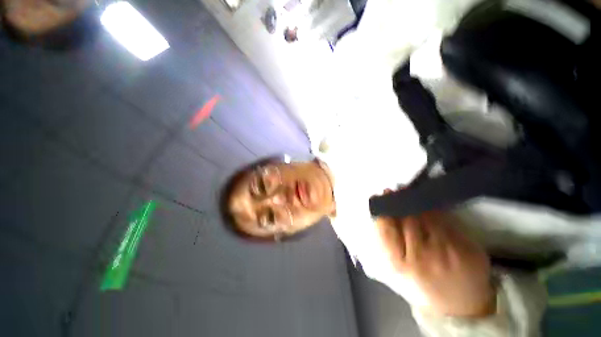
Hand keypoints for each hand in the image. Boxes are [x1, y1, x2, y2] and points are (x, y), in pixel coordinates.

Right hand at [375, 192, 494, 316]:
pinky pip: (444, 219)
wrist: (460, 306)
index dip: (381, 210)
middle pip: (405, 218)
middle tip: (392, 189)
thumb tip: (381, 213)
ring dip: (414, 201)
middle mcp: (421, 257)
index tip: (378, 196)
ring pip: (425, 215)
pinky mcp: (465, 247)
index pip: (385, 229)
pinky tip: (427, 202)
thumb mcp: (398, 270)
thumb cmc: (421, 286)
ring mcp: (445, 251)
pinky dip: (433, 208)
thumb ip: (387, 242)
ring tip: (407, 191)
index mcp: (400, 264)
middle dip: (397, 201)